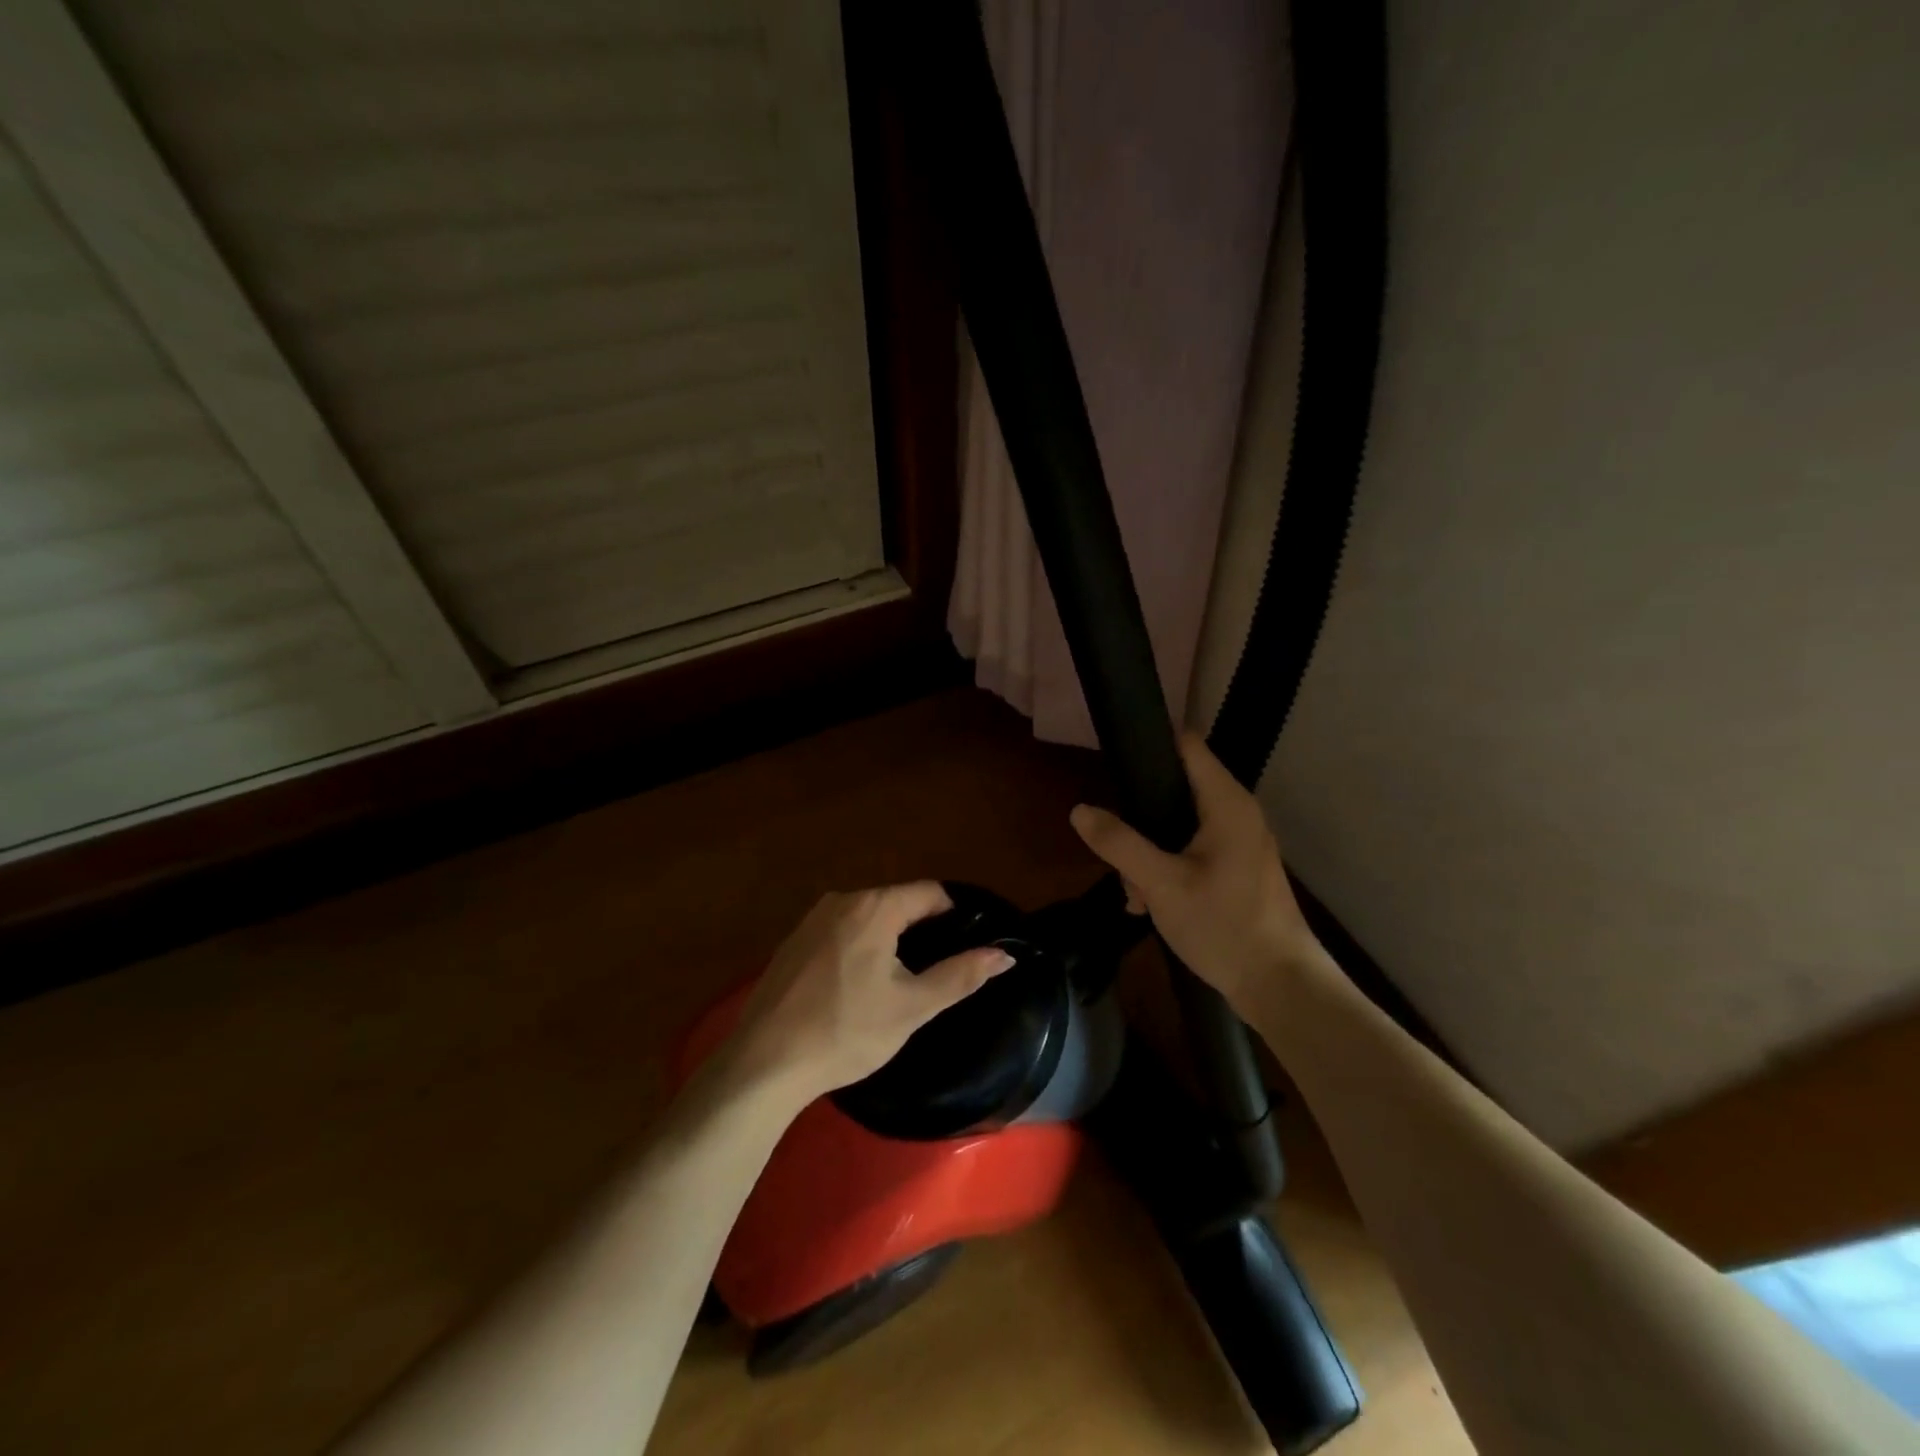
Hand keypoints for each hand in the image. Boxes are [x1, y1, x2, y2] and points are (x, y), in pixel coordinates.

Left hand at [724, 883, 1014, 1101]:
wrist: (765, 1063)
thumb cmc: (846, 1032)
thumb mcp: (912, 1007)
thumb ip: (961, 975)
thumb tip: (1005, 954)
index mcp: (874, 907)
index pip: (930, 893)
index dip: (955, 914)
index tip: (968, 944)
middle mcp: (841, 900)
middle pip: (897, 902)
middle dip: (921, 929)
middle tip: (936, 970)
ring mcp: (812, 919)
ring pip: (868, 917)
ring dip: (890, 939)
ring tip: (901, 980)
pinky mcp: (793, 941)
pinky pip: (841, 931)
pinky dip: (859, 947)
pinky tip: (858, 985)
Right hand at [1069, 733, 1327, 1025]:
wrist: (1281, 986)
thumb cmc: (1224, 925)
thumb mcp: (1162, 883)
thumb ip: (1119, 843)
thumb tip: (1079, 810)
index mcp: (1226, 802)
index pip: (1186, 744)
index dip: (1149, 744)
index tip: (1111, 762)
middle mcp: (1237, 813)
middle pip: (1175, 788)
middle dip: (1139, 817)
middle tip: (1116, 850)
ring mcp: (1239, 843)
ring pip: (1178, 826)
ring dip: (1148, 852)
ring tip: (1134, 894)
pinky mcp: (1236, 870)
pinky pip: (1192, 852)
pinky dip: (1167, 869)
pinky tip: (1149, 905)